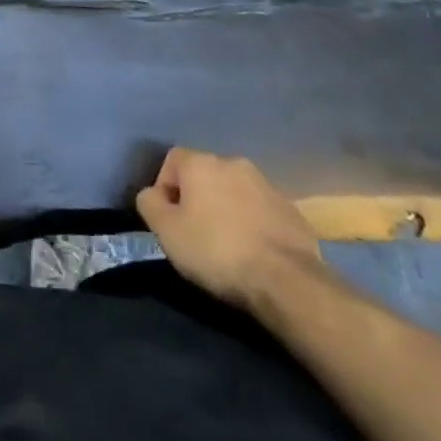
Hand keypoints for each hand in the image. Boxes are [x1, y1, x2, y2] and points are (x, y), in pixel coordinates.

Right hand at [136, 148, 322, 307]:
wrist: (287, 280)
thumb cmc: (217, 251)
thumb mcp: (166, 231)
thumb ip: (149, 204)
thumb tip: (151, 194)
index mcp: (202, 163)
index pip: (172, 160)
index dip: (164, 187)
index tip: (168, 219)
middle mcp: (234, 163)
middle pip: (204, 174)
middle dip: (197, 198)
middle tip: (195, 233)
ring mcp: (267, 185)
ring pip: (234, 191)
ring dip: (226, 210)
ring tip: (226, 245)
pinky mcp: (292, 211)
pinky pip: (261, 211)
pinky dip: (252, 224)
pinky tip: (254, 252)